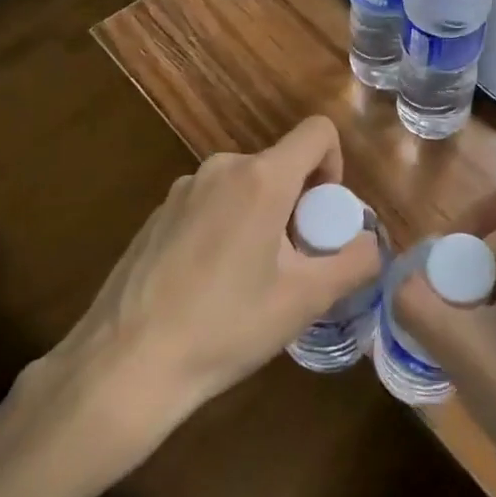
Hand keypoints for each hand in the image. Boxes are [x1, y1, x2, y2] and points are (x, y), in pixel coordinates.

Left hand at [11, 116, 380, 484]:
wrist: (125, 364)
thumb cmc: (225, 327)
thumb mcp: (305, 301)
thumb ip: (354, 263)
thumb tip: (371, 244)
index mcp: (261, 178)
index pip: (317, 132)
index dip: (335, 164)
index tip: (324, 215)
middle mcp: (221, 169)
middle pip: (280, 164)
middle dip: (297, 203)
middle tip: (292, 262)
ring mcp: (182, 189)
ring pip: (244, 186)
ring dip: (262, 217)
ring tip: (250, 279)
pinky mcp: (157, 214)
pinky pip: (210, 204)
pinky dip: (226, 227)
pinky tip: (209, 285)